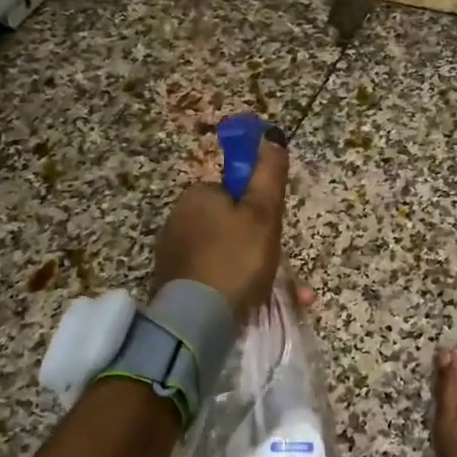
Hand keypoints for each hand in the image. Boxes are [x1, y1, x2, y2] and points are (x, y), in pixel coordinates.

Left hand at [151, 127, 289, 318]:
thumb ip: (268, 175)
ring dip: (254, 271)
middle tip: (278, 270)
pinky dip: (235, 288)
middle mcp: (178, 219)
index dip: (259, 211)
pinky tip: (254, 306)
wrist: (197, 320)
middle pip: (231, 225)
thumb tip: (270, 135)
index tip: (271, 233)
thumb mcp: (262, 213)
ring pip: (226, 255)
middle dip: (260, 246)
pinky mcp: (173, 284)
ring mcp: (173, 254)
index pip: (235, 194)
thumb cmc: (236, 260)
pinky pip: (214, 278)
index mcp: (197, 196)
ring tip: (284, 296)